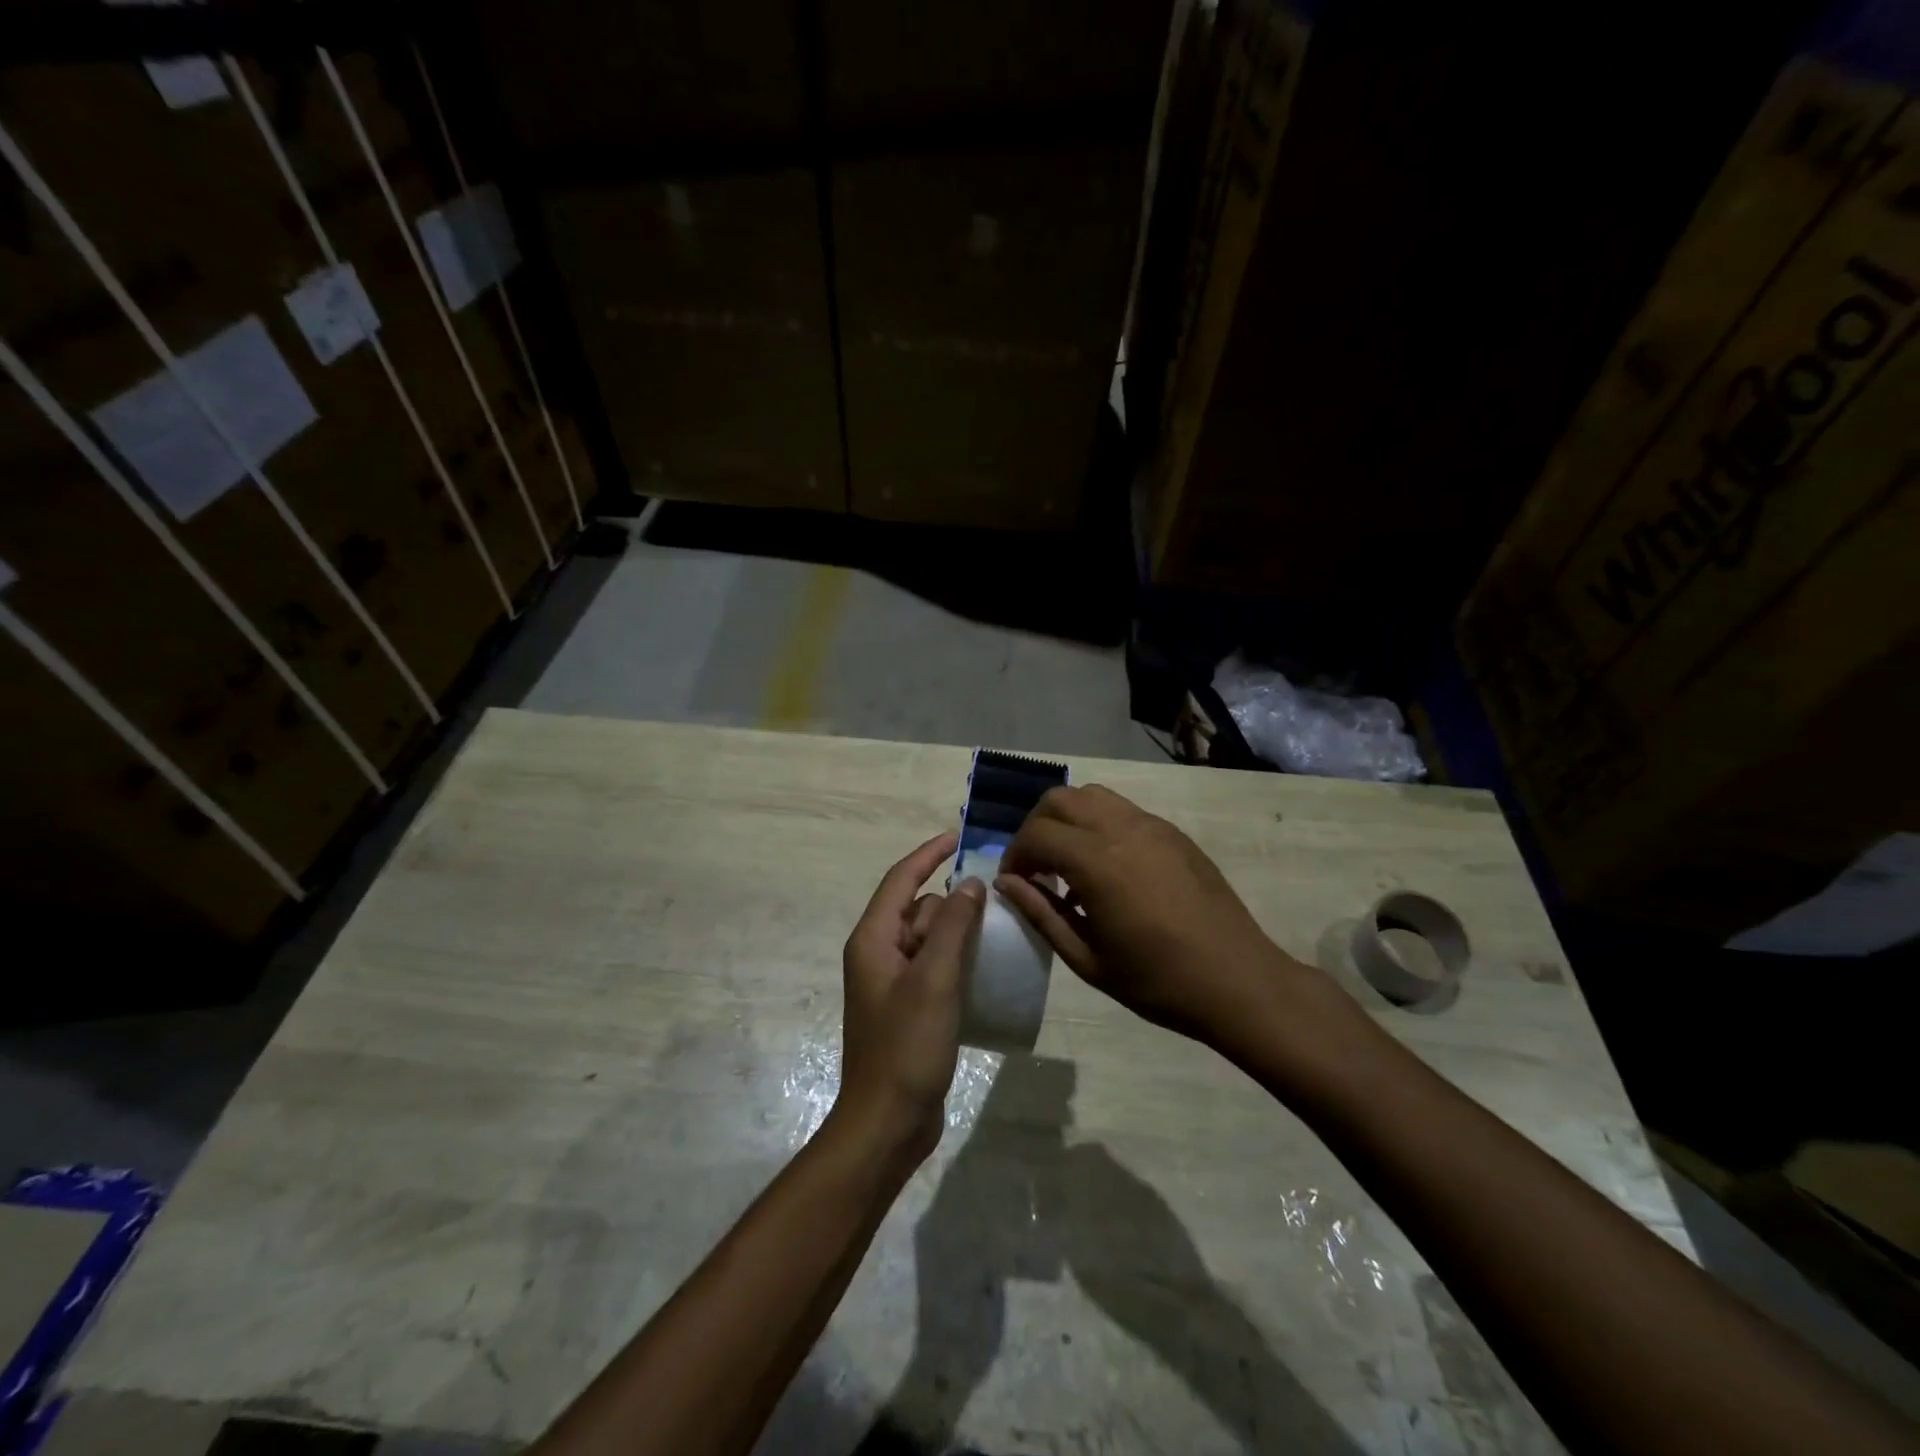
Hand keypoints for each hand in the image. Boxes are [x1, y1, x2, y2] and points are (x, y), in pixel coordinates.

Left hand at [835, 829, 985, 1165]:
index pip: (900, 880)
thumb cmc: (906, 1046)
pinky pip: (934, 967)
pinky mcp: (908, 1007)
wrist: (887, 1123)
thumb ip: (952, 927)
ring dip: (958, 931)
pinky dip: (957, 959)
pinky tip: (985, 969)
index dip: (928, 855)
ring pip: (928, 938)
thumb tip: (970, 884)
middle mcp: (877, 954)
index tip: (959, 838)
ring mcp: (892, 983)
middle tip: (996, 901)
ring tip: (998, 932)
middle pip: (917, 909)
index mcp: (873, 939)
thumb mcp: (934, 979)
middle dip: (952, 901)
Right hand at [996, 785, 1330, 1052]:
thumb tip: (1007, 883)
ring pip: (1092, 796)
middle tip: (1035, 867)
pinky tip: (1106, 869)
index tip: (1014, 883)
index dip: (1015, 855)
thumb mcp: (1087, 959)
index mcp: (1097, 862)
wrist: (1237, 980)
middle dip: (1036, 827)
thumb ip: (1041, 913)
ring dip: (1068, 819)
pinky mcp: (1173, 833)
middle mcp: (1122, 829)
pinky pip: (1122, 811)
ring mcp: (1152, 826)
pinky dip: (1099, 824)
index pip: (1036, 834)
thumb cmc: (1158, 981)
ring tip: (1068, 862)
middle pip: (1059, 799)